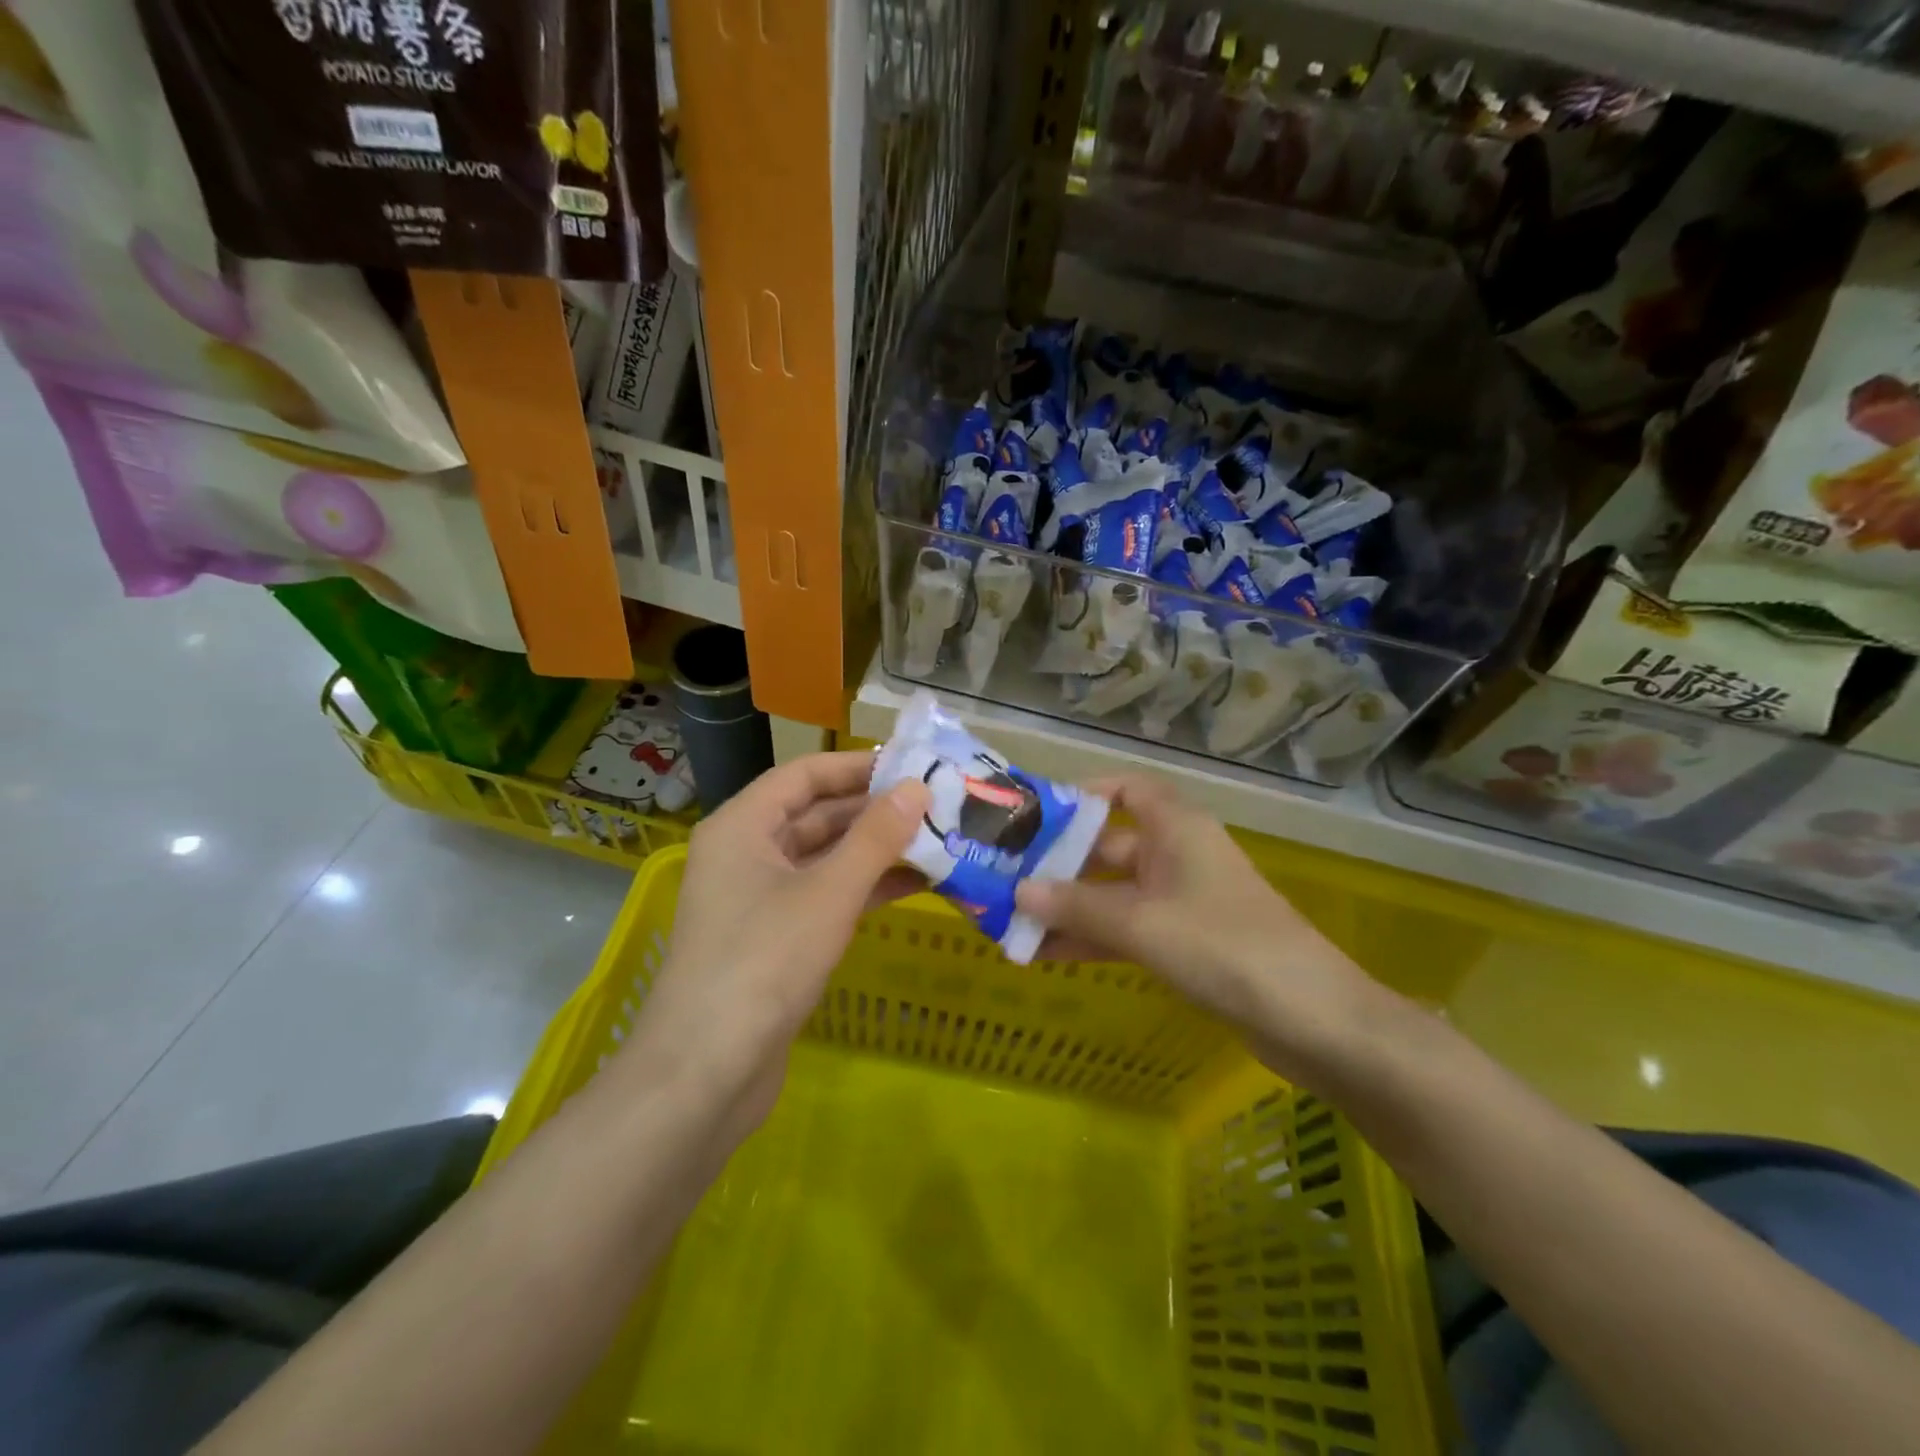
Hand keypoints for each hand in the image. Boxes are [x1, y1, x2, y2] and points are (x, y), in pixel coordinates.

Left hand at [622, 752, 929, 1138]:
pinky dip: (864, 888)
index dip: (859, 766)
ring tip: (939, 841)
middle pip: (816, 814)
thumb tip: (917, 788)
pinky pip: (824, 895)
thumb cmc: (763, 964)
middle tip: (938, 805)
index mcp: (743, 826)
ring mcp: (758, 898)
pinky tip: (914, 886)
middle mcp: (746, 852)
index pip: (805, 775)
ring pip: (824, 858)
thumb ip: (875, 838)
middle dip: (875, 810)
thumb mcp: (828, 893)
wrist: (706, 1074)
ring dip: (876, 851)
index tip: (914, 765)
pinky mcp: (774, 938)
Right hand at [1014, 775, 1383, 1088]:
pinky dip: (1093, 937)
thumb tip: (1017, 891)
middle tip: (1005, 875)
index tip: (1036, 814)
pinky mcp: (1186, 943)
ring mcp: (1182, 900)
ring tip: (1012, 921)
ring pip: (1114, 893)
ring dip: (1069, 907)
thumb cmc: (1223, 946)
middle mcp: (1177, 854)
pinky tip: (1048, 954)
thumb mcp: (1141, 922)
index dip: (1083, 795)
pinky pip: (1128, 929)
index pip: (1126, 789)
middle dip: (1059, 862)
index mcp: (1176, 828)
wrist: (1312, 1020)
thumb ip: (1076, 906)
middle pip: (1109, 846)